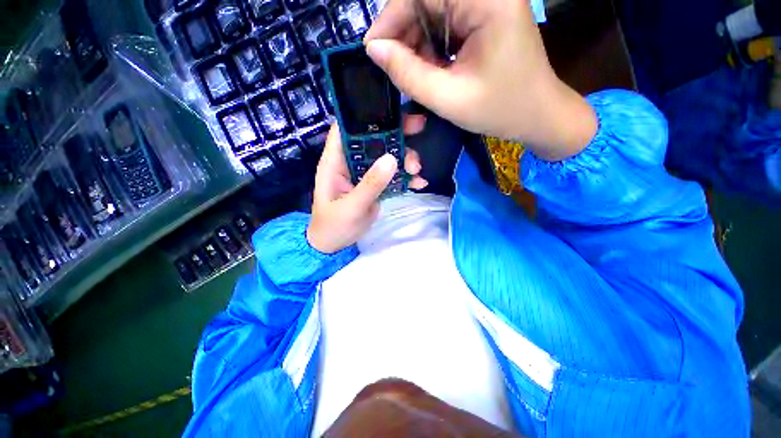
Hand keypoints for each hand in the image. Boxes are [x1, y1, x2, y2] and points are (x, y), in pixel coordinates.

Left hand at [307, 116, 427, 253]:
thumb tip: (392, 159)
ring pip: (387, 157)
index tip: (390, 109)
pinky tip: (419, 184)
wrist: (335, 245)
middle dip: (396, 133)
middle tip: (419, 128)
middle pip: (374, 139)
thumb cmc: (333, 225)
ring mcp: (365, 174)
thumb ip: (370, 184)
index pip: (346, 128)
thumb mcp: (351, 207)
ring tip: (416, 170)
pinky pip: (393, 176)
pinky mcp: (376, 186)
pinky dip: (406, 178)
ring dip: (405, 159)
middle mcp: (351, 162)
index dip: (364, 114)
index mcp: (336, 161)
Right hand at [364, 0, 596, 159]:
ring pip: (433, 14)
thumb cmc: (500, 110)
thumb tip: (374, 50)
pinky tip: (432, 71)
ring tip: (414, 76)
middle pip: (426, 1)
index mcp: (487, 1)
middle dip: (404, 35)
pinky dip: (431, 48)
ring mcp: (487, 4)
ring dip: (417, 45)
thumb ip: (409, 74)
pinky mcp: (484, 18)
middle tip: (393, 69)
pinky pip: (446, 25)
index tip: (374, 51)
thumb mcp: (448, 98)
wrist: (537, 115)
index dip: (391, 17)